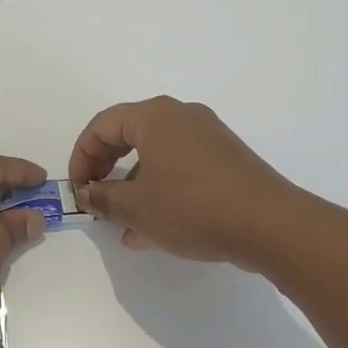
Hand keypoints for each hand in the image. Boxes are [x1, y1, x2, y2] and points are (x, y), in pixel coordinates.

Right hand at [68, 97, 296, 268]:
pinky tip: (153, 230)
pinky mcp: (226, 162)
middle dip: (106, 171)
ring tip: (122, 226)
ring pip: (155, 157)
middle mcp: (182, 118)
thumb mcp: (136, 207)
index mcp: (156, 117)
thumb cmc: (192, 206)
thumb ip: (103, 197)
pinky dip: (160, 192)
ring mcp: (208, 139)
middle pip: (128, 137)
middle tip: (96, 200)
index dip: (81, 156)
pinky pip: (180, 170)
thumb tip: (87, 193)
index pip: (102, 125)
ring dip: (132, 188)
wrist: (269, 225)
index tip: (78, 190)